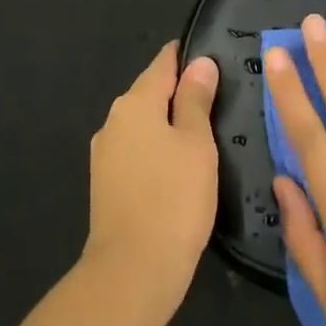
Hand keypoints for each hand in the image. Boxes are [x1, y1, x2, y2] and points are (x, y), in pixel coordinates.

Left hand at [83, 41, 219, 325]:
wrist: (132, 270)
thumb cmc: (173, 198)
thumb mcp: (196, 144)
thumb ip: (196, 100)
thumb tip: (200, 63)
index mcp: (134, 103)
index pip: (163, 64)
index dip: (186, 56)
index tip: (212, 54)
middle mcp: (113, 121)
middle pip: (150, 92)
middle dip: (180, 91)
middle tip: (219, 96)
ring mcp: (105, 153)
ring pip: (143, 124)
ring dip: (169, 122)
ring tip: (205, 130)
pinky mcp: (106, 183)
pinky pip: (137, 150)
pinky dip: (158, 148)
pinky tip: (179, 164)